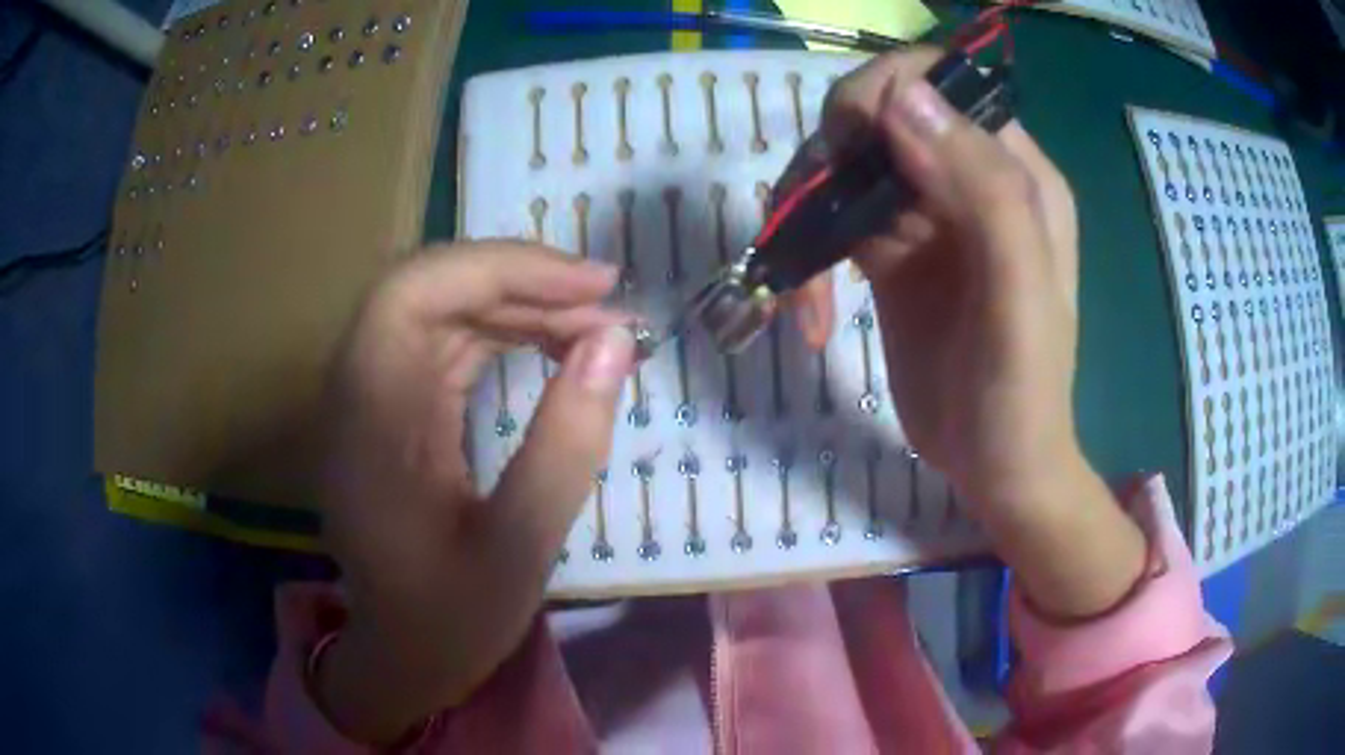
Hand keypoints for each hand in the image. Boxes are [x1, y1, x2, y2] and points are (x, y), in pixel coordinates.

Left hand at [316, 242, 634, 743]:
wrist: (403, 655)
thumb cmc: (452, 618)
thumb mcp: (521, 547)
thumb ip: (567, 443)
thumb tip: (615, 343)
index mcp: (370, 423)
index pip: (412, 294)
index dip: (500, 267)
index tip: (591, 285)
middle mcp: (358, 392)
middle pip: (428, 290)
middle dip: (520, 281)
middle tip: (606, 301)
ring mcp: (372, 397)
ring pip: (440, 310)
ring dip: (517, 303)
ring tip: (594, 322)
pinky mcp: (392, 408)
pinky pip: (445, 343)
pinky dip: (503, 332)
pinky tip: (552, 344)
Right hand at [816, 49, 1144, 617]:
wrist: (996, 467)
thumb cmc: (1020, 393)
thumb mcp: (1018, 296)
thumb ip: (983, 191)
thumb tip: (902, 96)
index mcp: (1016, 173)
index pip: (941, 84)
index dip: (886, 94)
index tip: (850, 147)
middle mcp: (970, 178)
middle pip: (881, 115)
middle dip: (836, 154)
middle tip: (815, 221)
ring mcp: (927, 214)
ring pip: (848, 165)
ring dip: (810, 211)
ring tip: (802, 288)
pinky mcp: (891, 254)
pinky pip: (835, 220)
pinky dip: (808, 255)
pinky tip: (808, 314)